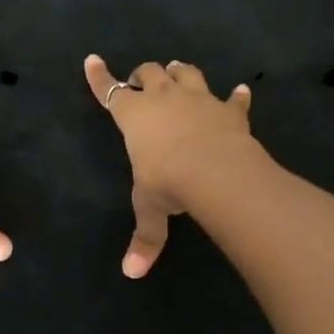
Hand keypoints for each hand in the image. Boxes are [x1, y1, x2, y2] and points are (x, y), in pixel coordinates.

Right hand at [84, 54, 252, 277]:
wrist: (217, 172)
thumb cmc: (169, 183)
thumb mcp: (151, 210)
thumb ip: (145, 238)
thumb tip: (131, 273)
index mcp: (134, 117)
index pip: (109, 92)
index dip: (99, 77)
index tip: (92, 59)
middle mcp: (163, 99)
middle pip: (150, 73)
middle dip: (143, 74)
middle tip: (142, 79)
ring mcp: (198, 99)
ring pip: (186, 73)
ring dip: (180, 71)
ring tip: (178, 70)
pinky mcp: (228, 110)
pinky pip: (233, 98)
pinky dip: (235, 95)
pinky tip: (241, 91)